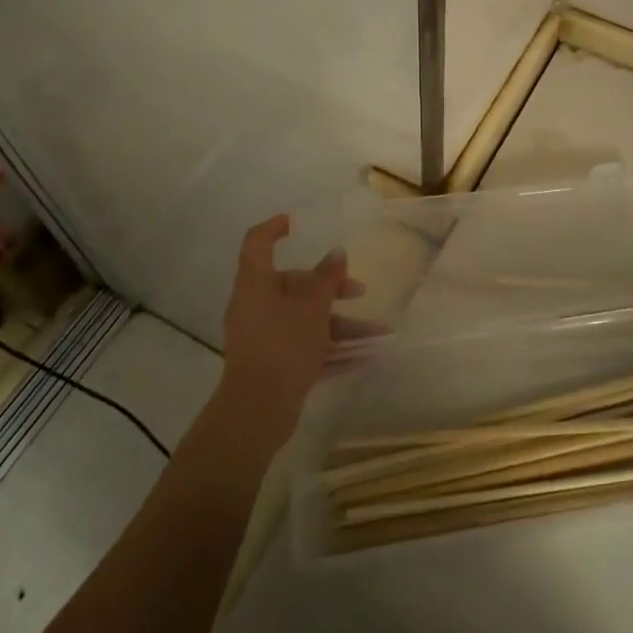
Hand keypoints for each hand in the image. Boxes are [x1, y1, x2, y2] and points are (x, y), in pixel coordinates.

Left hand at [216, 215, 366, 441]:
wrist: (257, 409)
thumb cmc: (284, 344)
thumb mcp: (313, 306)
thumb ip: (327, 277)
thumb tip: (336, 253)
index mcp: (256, 283)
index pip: (258, 243)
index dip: (275, 229)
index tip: (296, 223)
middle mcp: (255, 305)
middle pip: (293, 284)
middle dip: (330, 287)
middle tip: (359, 291)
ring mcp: (262, 336)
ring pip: (304, 319)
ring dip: (340, 324)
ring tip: (377, 333)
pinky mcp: (272, 363)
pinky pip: (304, 346)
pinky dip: (330, 348)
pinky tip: (364, 356)